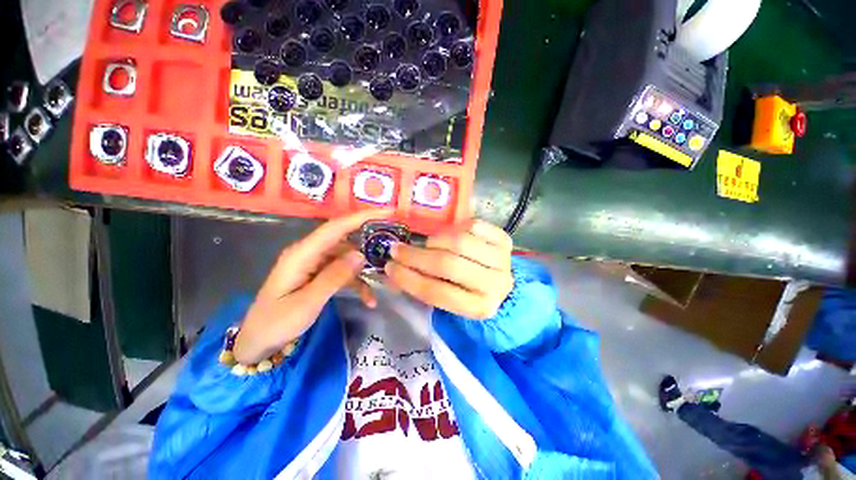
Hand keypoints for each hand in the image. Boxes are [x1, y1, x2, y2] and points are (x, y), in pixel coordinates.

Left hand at [233, 209, 392, 363]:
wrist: (258, 341)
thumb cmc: (277, 322)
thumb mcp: (307, 303)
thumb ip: (334, 276)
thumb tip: (361, 254)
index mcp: (302, 253)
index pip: (336, 227)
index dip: (362, 217)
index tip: (388, 212)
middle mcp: (310, 252)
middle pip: (345, 238)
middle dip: (370, 240)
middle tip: (394, 245)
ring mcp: (315, 263)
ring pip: (348, 258)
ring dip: (365, 270)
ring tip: (383, 284)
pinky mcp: (319, 274)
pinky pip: (343, 271)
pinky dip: (357, 282)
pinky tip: (368, 298)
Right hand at [385, 220, 513, 319]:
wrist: (500, 279)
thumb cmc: (469, 291)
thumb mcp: (449, 298)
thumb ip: (425, 286)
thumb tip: (394, 271)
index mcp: (478, 307)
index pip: (436, 292)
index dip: (408, 279)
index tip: (389, 267)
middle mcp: (495, 284)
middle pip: (448, 265)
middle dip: (416, 256)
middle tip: (397, 249)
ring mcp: (502, 259)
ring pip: (459, 242)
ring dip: (435, 240)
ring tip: (427, 243)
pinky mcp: (504, 239)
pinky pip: (472, 225)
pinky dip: (454, 228)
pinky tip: (449, 235)